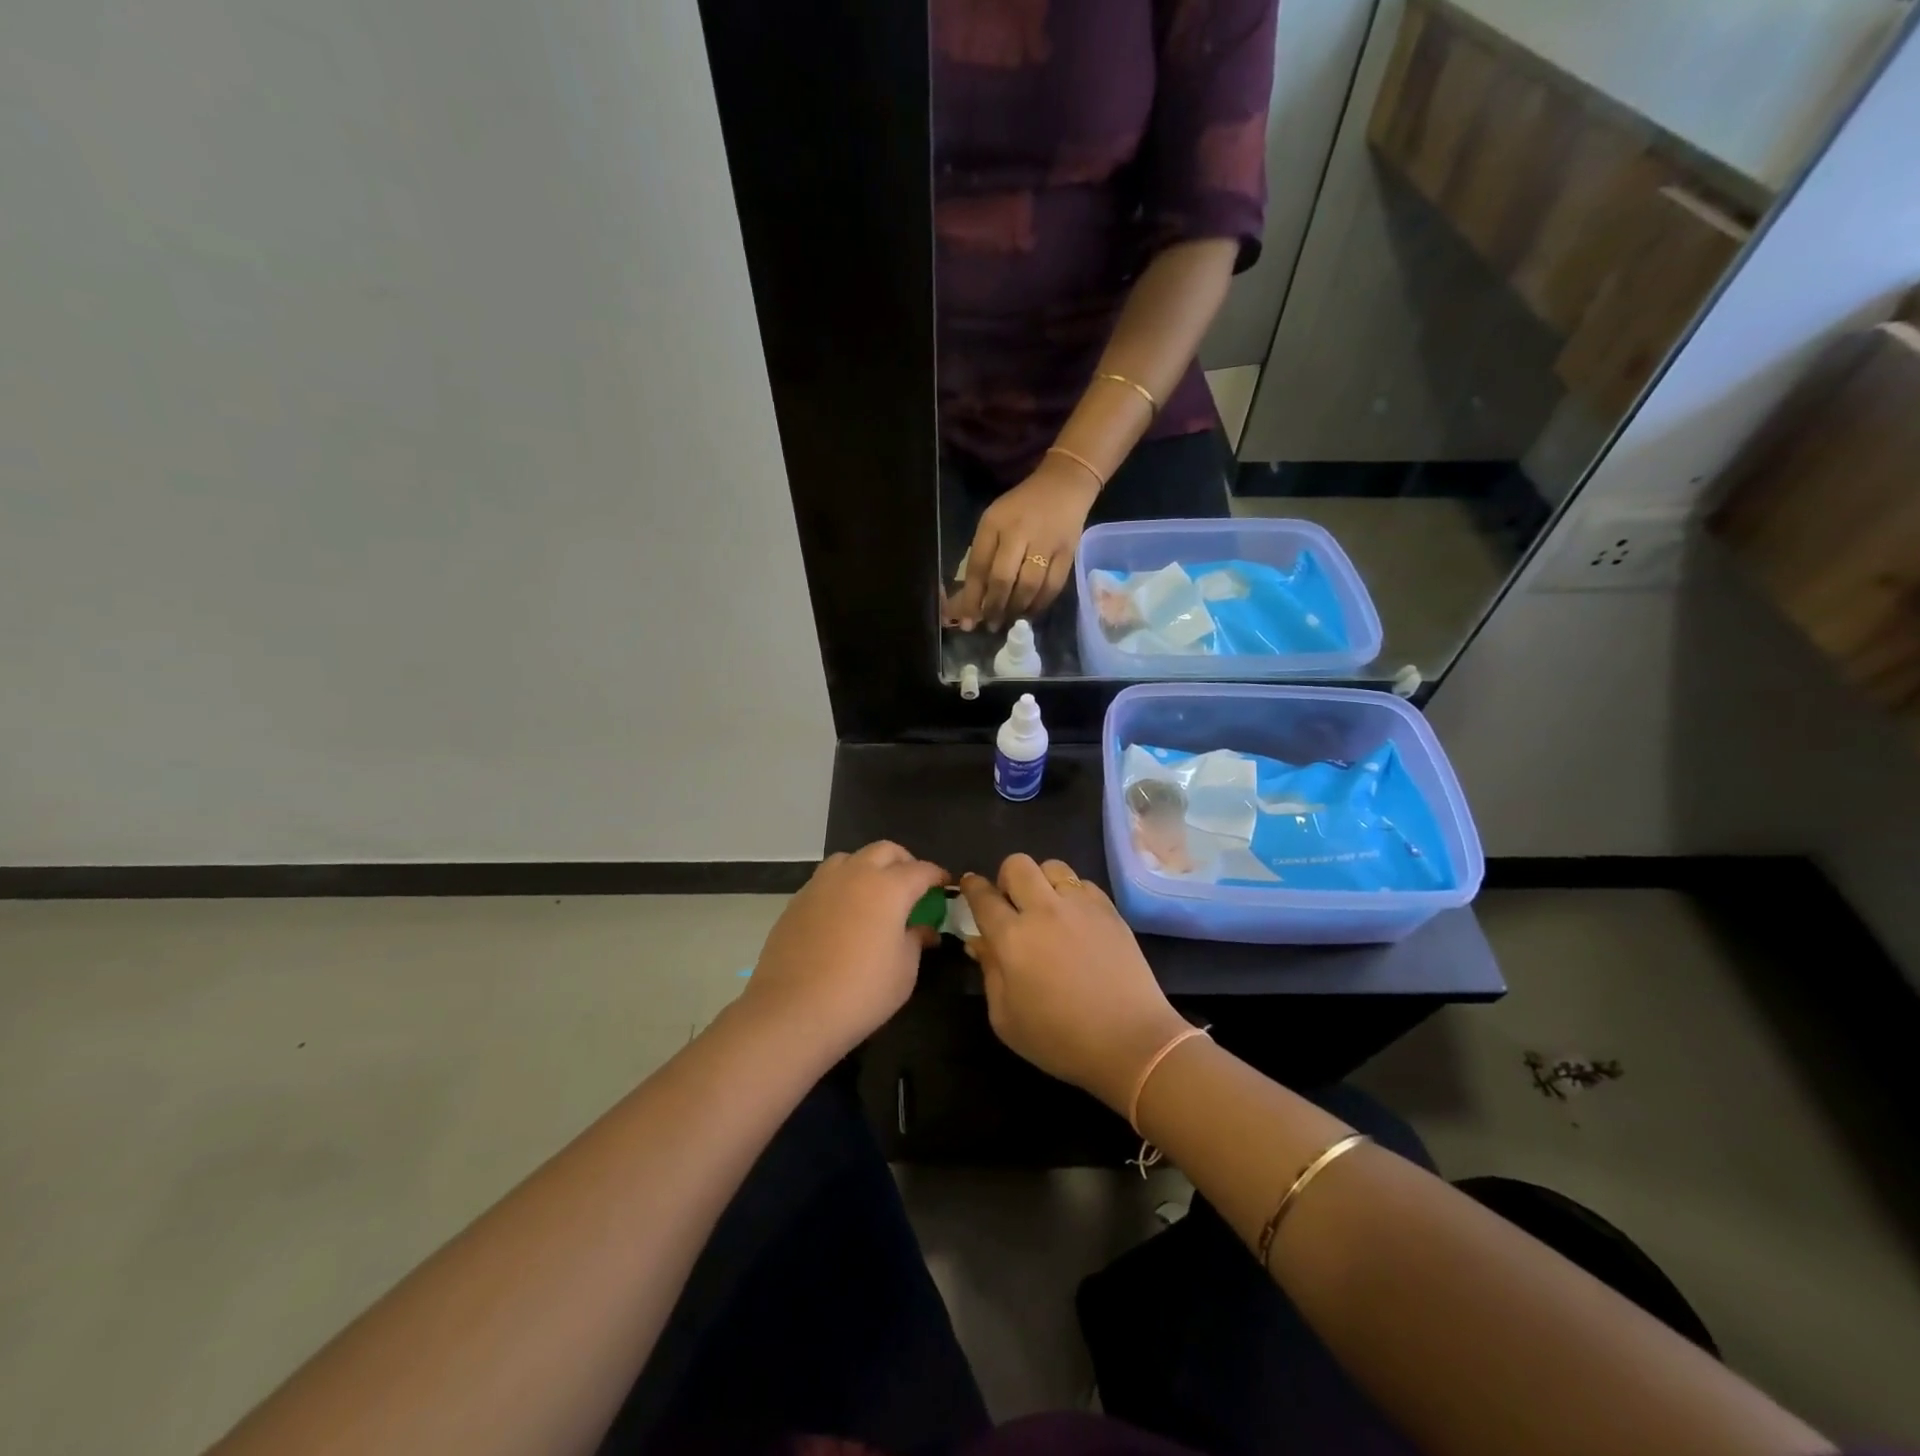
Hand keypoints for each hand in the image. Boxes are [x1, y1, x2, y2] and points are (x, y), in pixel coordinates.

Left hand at [744, 842, 948, 1057]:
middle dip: (904, 862)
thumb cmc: (861, 992)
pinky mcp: (797, 901)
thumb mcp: (904, 971)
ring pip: (851, 858)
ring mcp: (821, 884)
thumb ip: (916, 940)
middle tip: (912, 886)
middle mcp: (855, 875)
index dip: (937, 876)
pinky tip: (843, 913)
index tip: (945, 886)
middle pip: (885, 851)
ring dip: (869, 867)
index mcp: (889, 887)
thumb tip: (923, 929)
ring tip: (874, 893)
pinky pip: (826, 880)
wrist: (793, 1011)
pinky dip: (842, 885)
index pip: (921, 870)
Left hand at [945, 456, 1099, 631]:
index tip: (966, 622)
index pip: (978, 566)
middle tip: (990, 625)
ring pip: (1028, 586)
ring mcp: (1045, 543)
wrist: (1064, 485)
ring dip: (1016, 609)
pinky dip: (1040, 605)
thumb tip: (971, 600)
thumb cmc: (1021, 508)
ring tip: (1008, 621)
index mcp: (994, 523)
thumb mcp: (994, 523)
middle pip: (1002, 578)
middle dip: (994, 608)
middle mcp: (1018, 532)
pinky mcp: (1067, 553)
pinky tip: (1030, 613)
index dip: (971, 598)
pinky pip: (1052, 587)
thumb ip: (982, 557)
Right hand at [960, 855, 1187, 1113]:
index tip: (970, 886)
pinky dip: (1073, 894)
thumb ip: (989, 973)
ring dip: (1042, 881)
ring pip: (1052, 866)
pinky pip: (1083, 883)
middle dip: (1007, 878)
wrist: (1131, 1042)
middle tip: (1012, 903)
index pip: (983, 896)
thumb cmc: (1060, 1040)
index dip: (972, 887)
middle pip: (1017, 865)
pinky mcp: (1109, 909)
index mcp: (1012, 938)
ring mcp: (1080, 905)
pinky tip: (1077, 920)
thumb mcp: (1006, 1019)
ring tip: (1048, 908)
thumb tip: (980, 943)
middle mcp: (1044, 910)